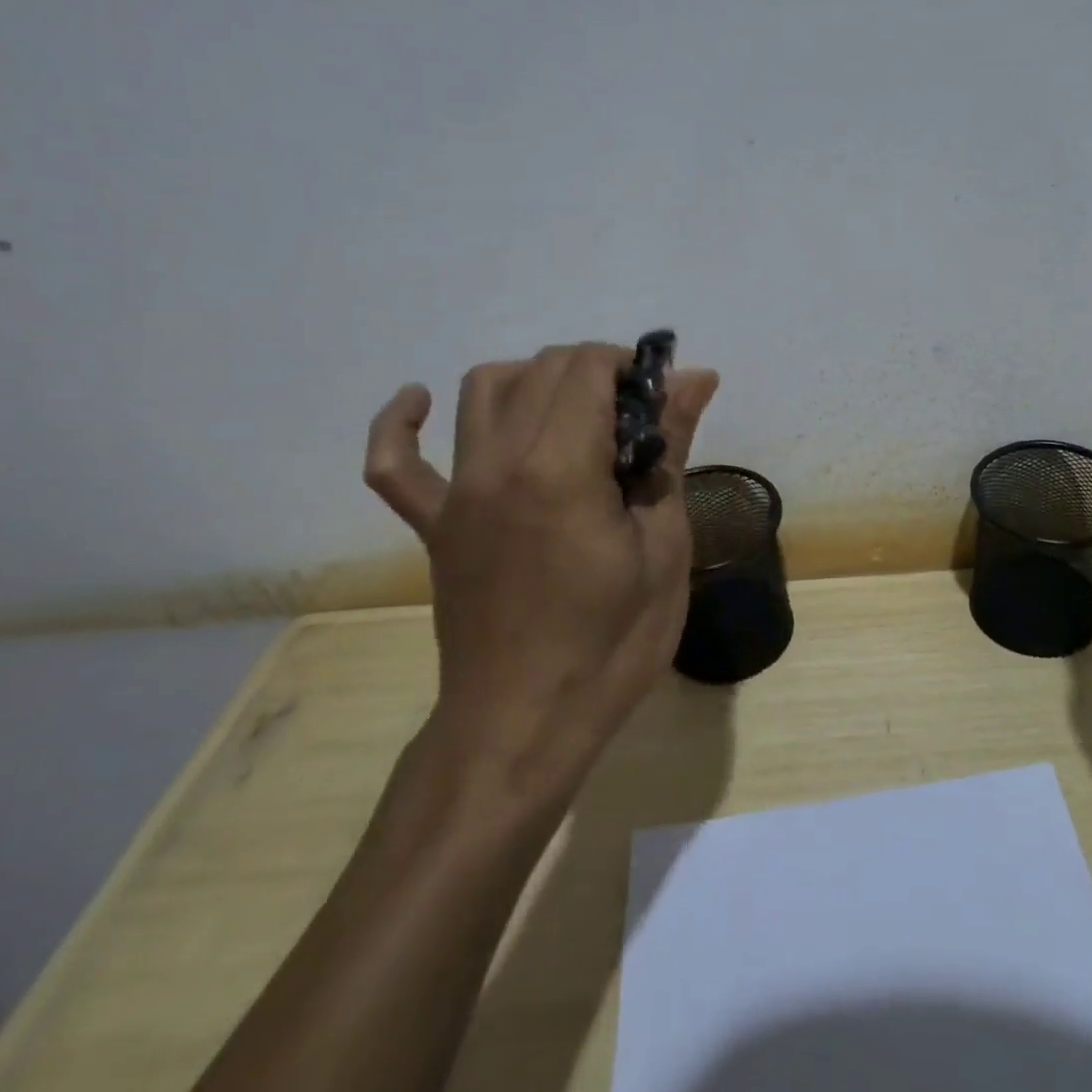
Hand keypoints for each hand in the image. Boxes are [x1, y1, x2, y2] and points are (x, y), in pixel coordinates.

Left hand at [363, 345, 719, 796]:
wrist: (526, 724)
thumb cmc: (612, 643)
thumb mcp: (664, 547)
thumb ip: (672, 450)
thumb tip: (696, 378)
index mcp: (560, 468)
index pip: (587, 368)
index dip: (632, 367)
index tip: (662, 402)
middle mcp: (498, 462)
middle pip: (541, 369)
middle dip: (596, 372)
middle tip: (636, 420)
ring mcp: (456, 493)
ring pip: (481, 391)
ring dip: (533, 380)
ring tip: (573, 414)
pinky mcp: (432, 525)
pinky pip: (395, 463)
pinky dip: (401, 423)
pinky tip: (419, 402)